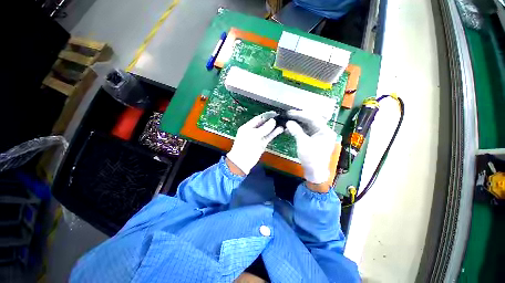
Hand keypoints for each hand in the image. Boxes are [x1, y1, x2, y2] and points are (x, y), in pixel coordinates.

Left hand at [227, 111, 283, 174]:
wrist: (243, 161)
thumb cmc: (246, 146)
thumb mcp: (254, 135)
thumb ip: (264, 128)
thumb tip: (273, 121)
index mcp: (248, 127)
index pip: (259, 118)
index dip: (267, 115)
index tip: (275, 113)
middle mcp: (253, 131)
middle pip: (264, 124)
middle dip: (272, 121)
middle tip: (281, 118)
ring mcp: (258, 137)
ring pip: (268, 130)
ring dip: (275, 127)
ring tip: (283, 123)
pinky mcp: (263, 143)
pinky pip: (269, 136)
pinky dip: (274, 133)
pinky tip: (280, 129)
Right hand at [286, 110, 336, 184]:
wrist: (314, 172)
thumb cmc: (311, 158)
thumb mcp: (303, 143)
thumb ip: (296, 130)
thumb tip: (288, 122)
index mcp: (325, 131)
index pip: (313, 118)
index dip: (300, 114)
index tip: (290, 112)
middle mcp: (324, 131)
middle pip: (311, 120)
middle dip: (299, 118)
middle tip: (288, 115)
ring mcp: (319, 135)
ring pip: (307, 126)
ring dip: (298, 123)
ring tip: (287, 121)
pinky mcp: (314, 140)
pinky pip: (306, 132)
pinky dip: (298, 130)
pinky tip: (290, 129)